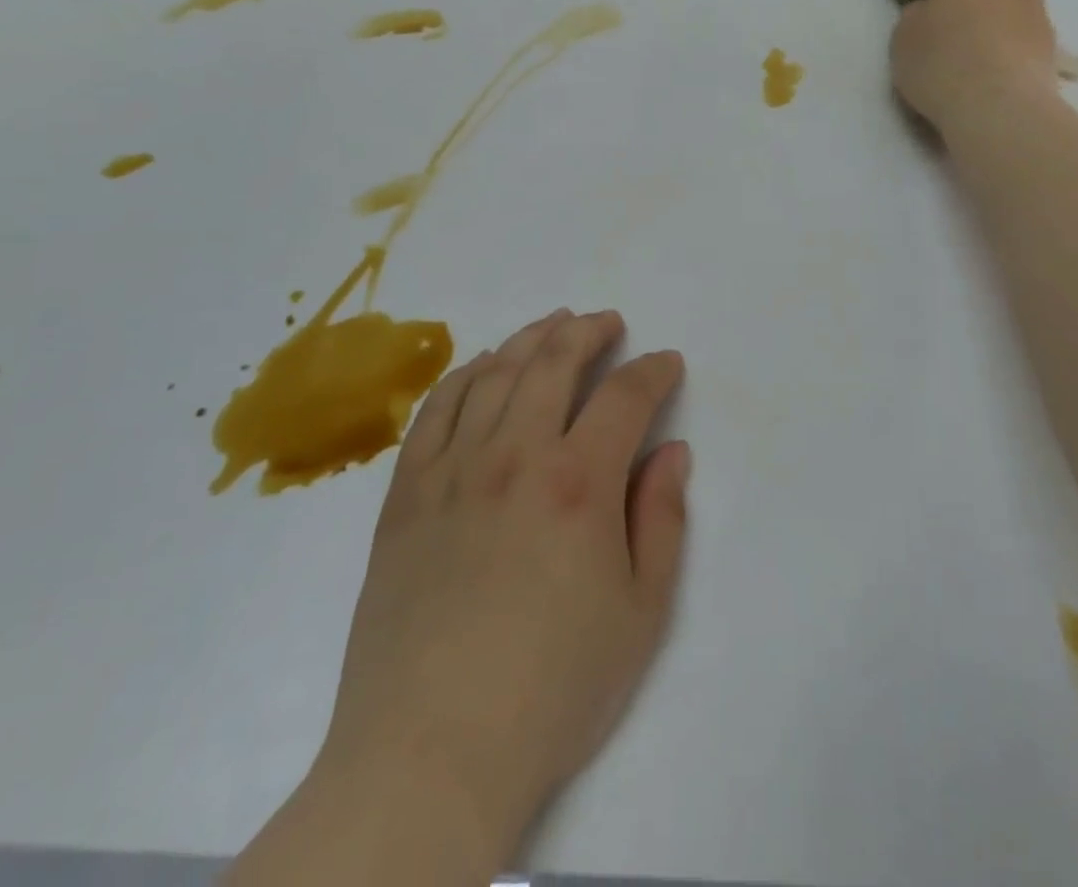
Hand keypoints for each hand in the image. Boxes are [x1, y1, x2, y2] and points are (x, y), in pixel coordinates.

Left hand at [315, 309, 690, 867]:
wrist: (430, 754)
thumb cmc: (553, 688)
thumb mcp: (641, 611)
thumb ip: (663, 518)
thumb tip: (671, 451)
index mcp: (579, 482)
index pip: (624, 396)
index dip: (652, 371)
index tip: (667, 364)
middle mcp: (515, 455)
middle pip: (554, 363)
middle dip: (588, 333)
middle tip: (609, 323)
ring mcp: (452, 470)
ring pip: (495, 374)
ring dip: (530, 338)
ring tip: (553, 324)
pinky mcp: (406, 495)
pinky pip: (435, 411)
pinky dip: (464, 375)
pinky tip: (482, 365)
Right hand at [890, 0, 1060, 132]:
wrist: (1002, 110)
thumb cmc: (942, 67)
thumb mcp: (904, 41)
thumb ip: (915, 17)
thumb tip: (927, 10)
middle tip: (953, 3)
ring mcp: (1035, 13)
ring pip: (1011, 1)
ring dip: (995, 12)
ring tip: (979, 40)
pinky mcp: (1052, 47)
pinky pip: (1024, 33)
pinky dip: (1010, 42)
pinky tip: (997, 64)